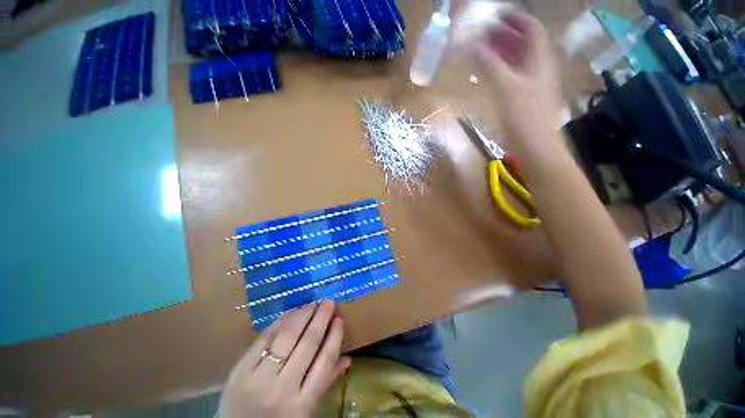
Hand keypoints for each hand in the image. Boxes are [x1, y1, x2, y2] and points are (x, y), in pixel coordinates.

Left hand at [218, 301, 350, 417]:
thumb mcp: (305, 413)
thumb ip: (326, 383)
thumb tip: (348, 358)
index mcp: (303, 405)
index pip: (325, 361)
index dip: (334, 336)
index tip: (339, 318)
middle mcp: (283, 390)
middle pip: (308, 344)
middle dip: (321, 318)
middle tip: (329, 302)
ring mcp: (259, 379)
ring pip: (286, 337)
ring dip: (302, 315)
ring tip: (312, 304)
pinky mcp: (240, 371)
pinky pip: (264, 339)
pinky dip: (279, 323)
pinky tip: (290, 313)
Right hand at [468, 10, 561, 140]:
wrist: (535, 147)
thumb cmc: (524, 116)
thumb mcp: (506, 87)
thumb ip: (490, 65)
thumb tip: (473, 45)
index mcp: (539, 60)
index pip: (532, 29)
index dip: (515, 19)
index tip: (495, 16)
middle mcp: (537, 68)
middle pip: (523, 44)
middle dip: (505, 35)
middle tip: (483, 33)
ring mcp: (530, 84)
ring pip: (516, 61)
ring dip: (501, 53)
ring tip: (482, 50)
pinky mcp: (522, 99)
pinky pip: (511, 77)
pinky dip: (499, 70)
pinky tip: (488, 73)